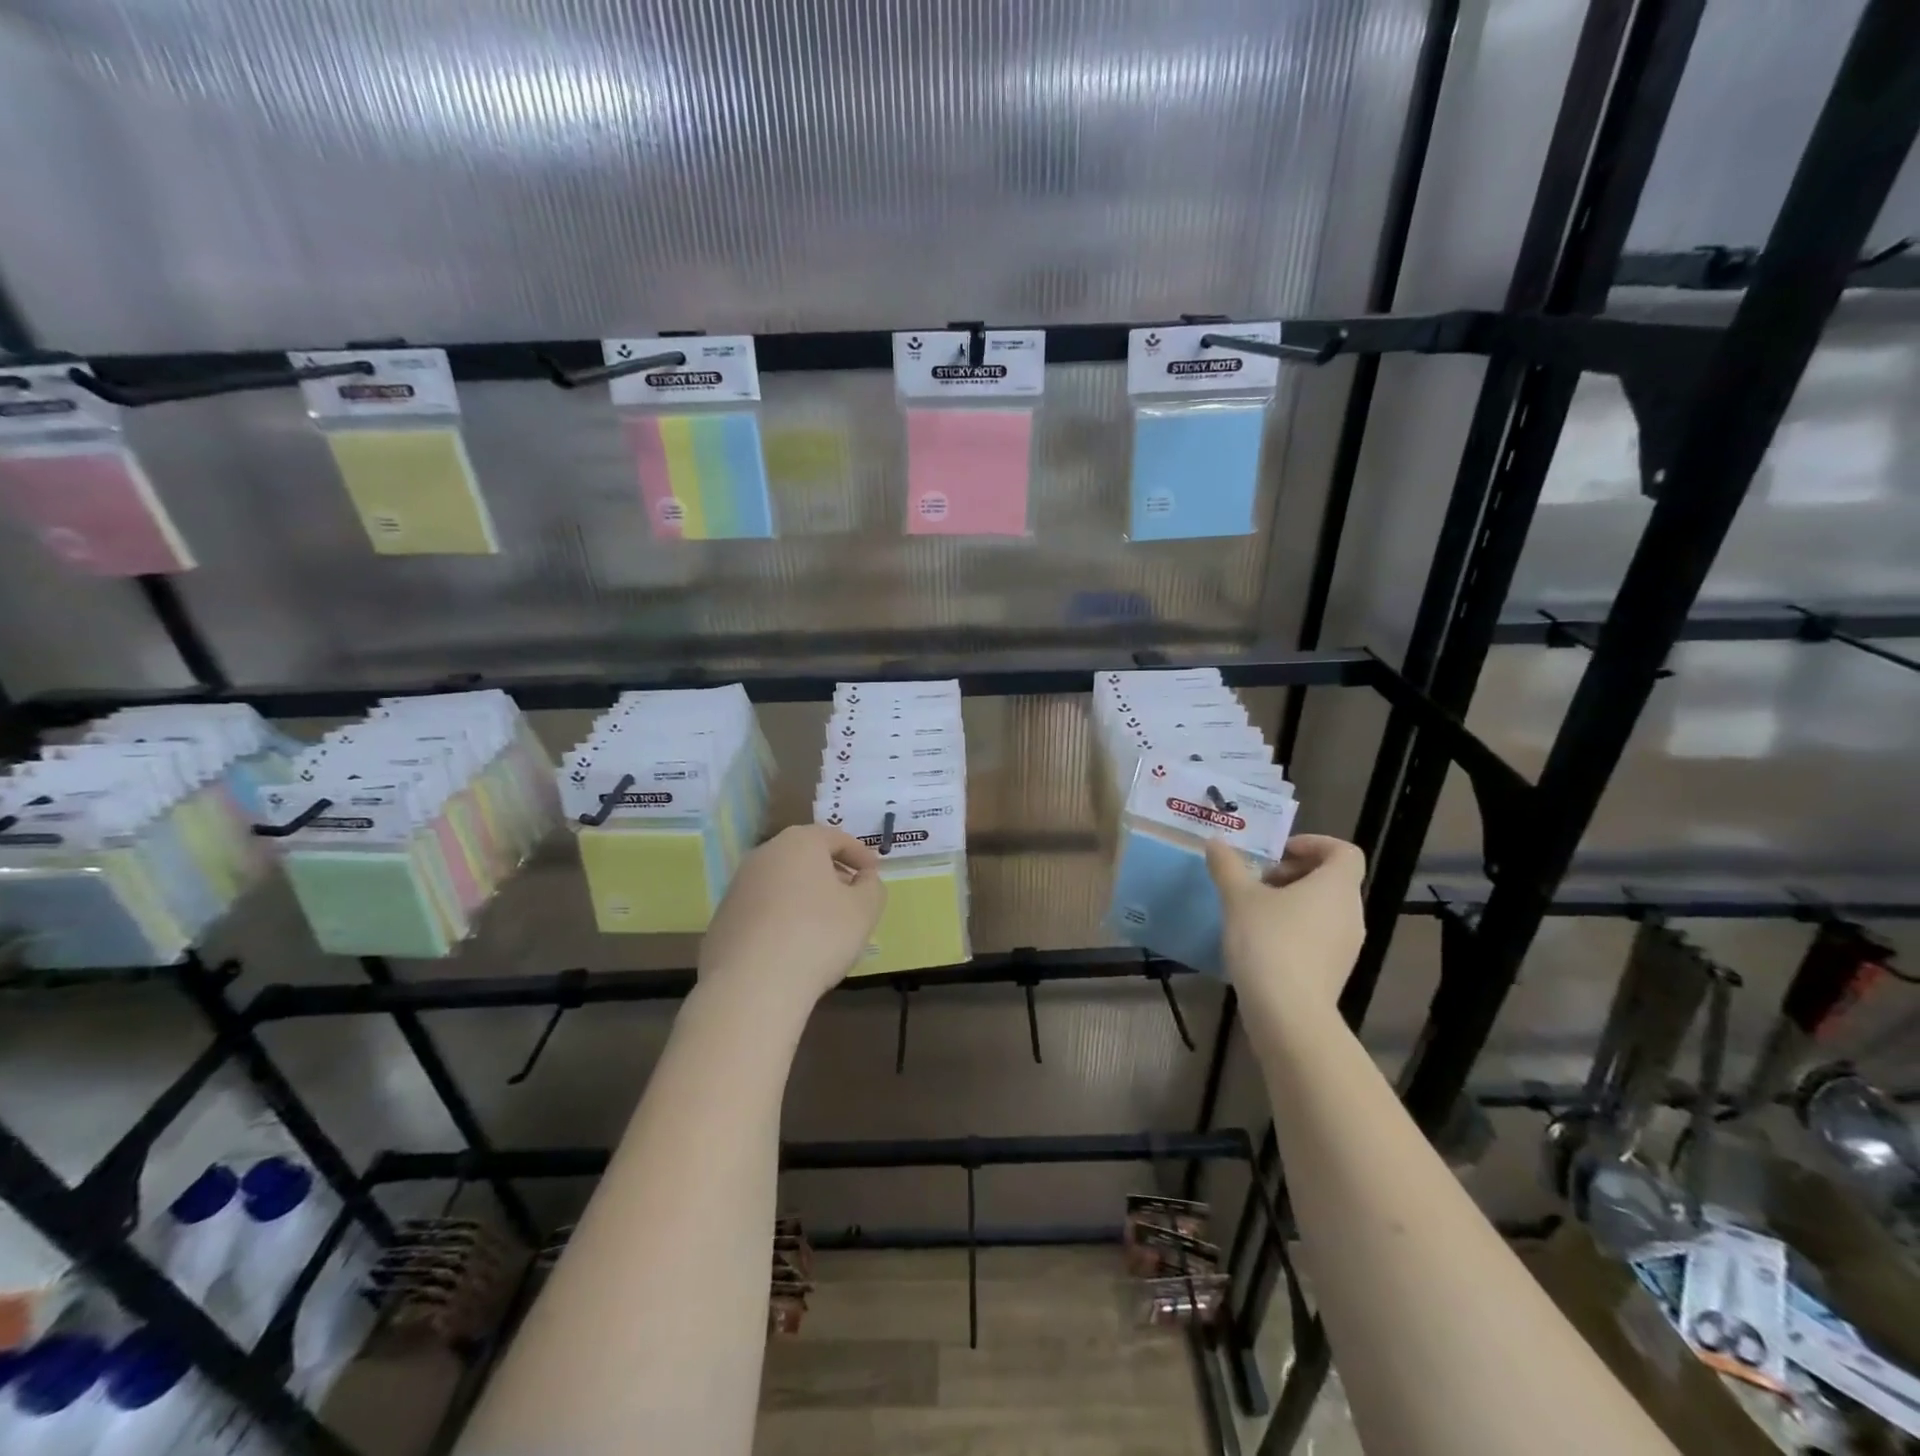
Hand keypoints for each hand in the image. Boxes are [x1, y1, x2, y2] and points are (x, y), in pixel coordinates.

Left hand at [698, 825, 885, 1004]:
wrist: (752, 985)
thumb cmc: (818, 936)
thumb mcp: (865, 910)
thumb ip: (872, 886)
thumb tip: (864, 879)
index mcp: (799, 843)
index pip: (836, 838)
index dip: (861, 855)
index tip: (874, 875)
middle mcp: (764, 855)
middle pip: (805, 857)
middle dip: (831, 873)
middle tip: (852, 897)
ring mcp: (737, 887)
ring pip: (781, 882)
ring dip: (805, 896)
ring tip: (824, 925)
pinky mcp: (723, 919)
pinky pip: (762, 910)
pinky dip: (781, 918)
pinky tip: (793, 946)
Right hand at [1206, 834, 1365, 1010]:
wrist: (1287, 1012)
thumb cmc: (1268, 941)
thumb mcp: (1238, 897)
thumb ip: (1228, 866)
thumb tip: (1216, 842)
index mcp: (1336, 886)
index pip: (1344, 852)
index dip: (1314, 844)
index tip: (1279, 852)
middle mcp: (1351, 912)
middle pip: (1332, 879)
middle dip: (1295, 873)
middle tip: (1259, 880)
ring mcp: (1348, 945)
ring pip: (1325, 909)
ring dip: (1294, 901)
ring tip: (1255, 911)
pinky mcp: (1336, 971)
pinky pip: (1320, 935)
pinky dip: (1297, 928)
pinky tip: (1263, 941)